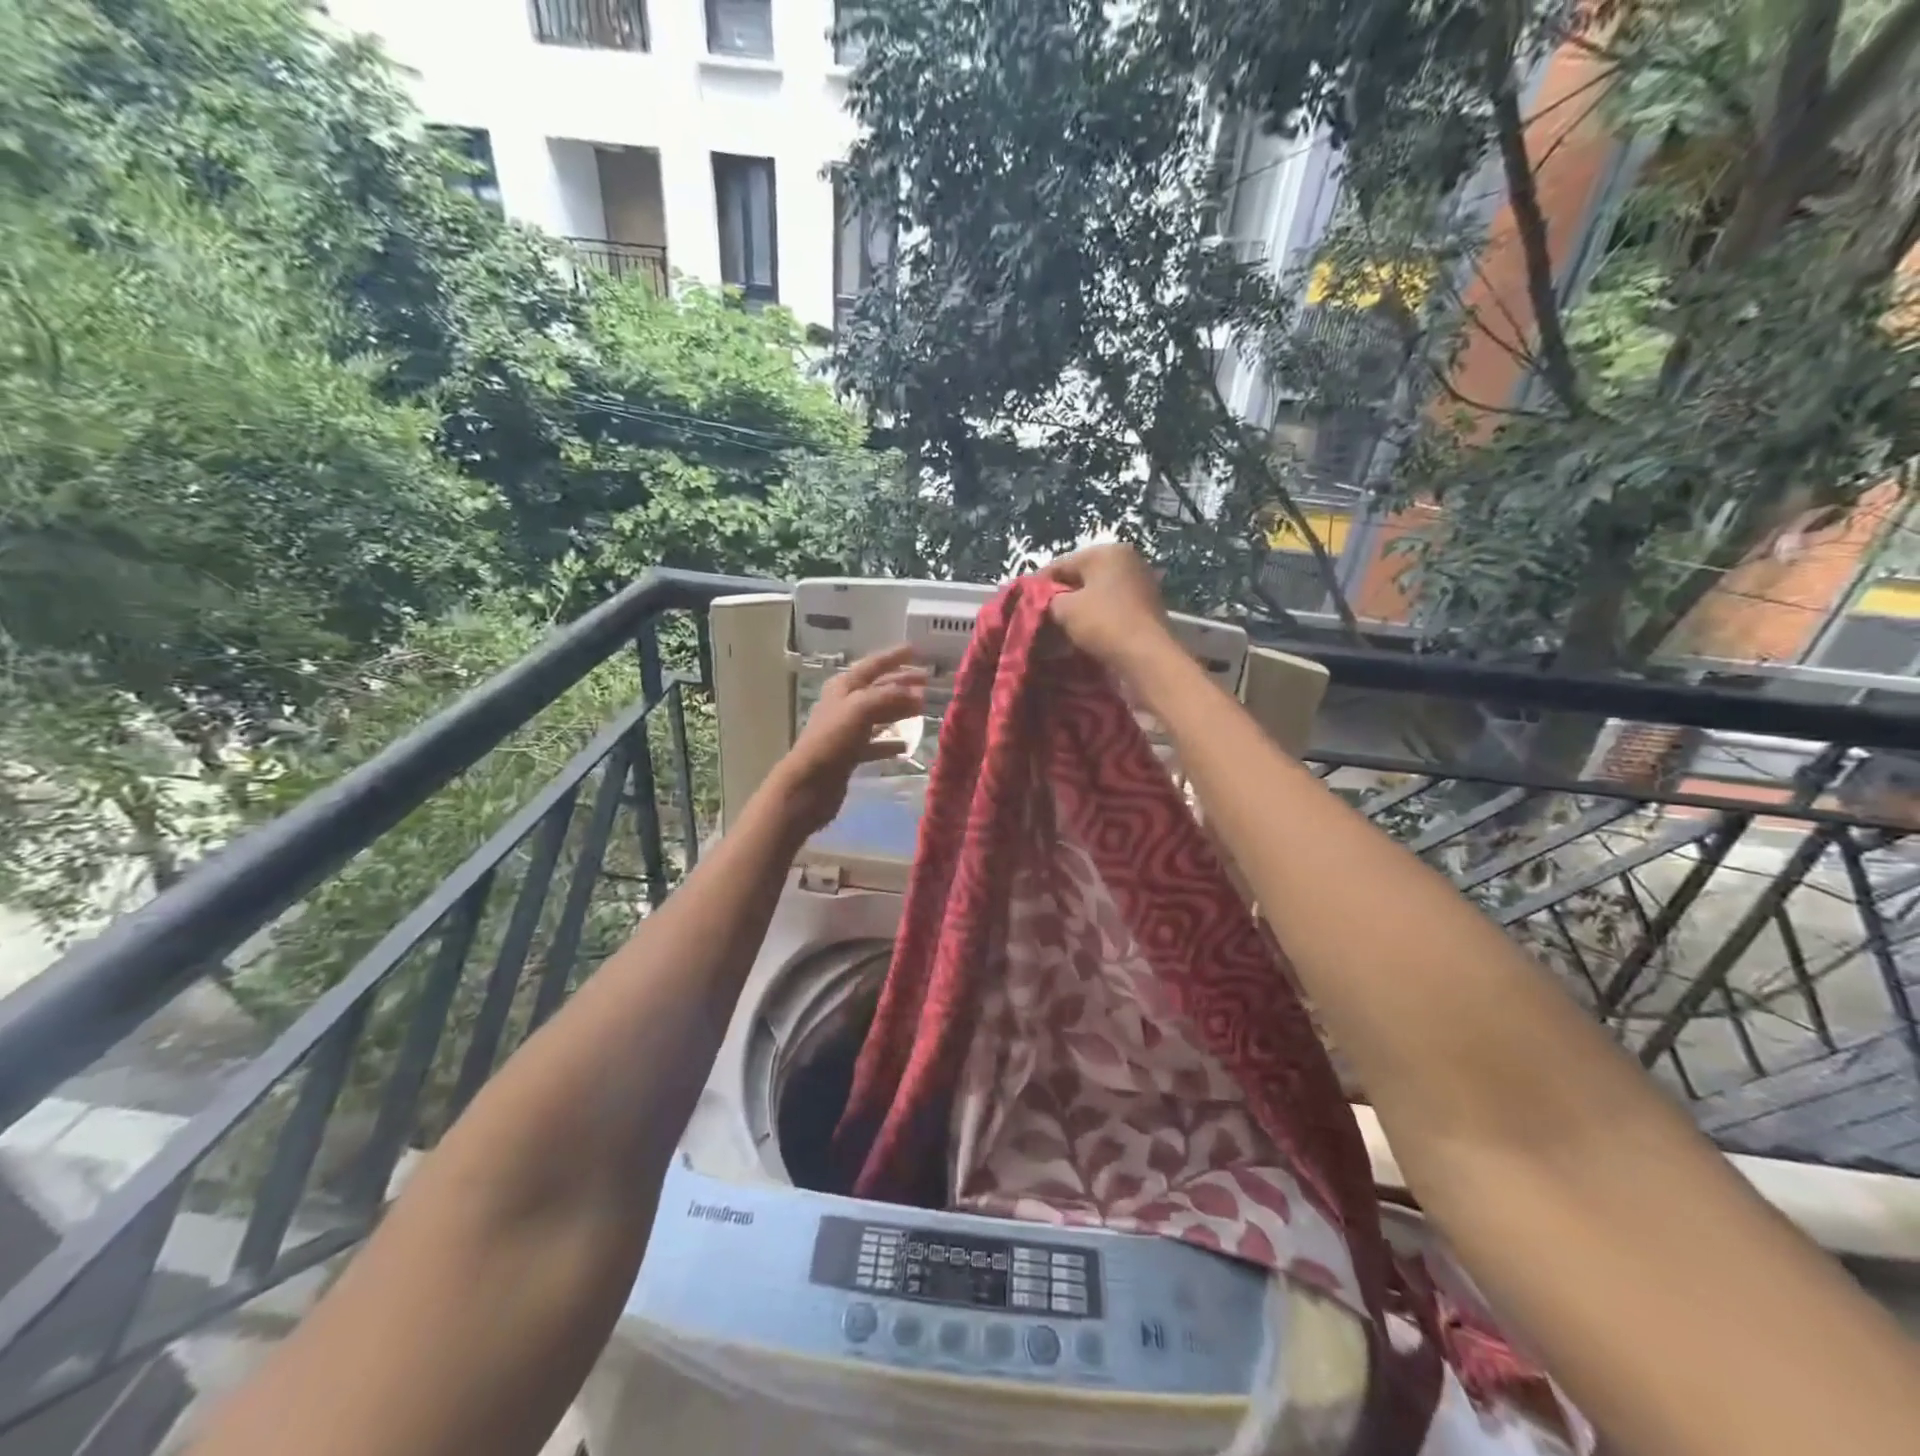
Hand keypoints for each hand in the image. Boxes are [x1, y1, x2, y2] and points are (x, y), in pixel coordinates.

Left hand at [767, 645, 928, 835]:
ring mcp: (847, 730)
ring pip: (879, 714)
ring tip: (923, 709)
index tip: (918, 650)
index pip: (873, 665)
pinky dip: (891, 741)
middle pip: (878, 689)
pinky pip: (875, 743)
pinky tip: (907, 744)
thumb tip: (917, 693)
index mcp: (843, 687)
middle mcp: (844, 704)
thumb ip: (889, 696)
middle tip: (928, 682)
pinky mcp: (850, 754)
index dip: (894, 656)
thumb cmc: (833, 741)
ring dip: (900, 710)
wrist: (809, 784)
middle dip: (902, 683)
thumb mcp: (860, 709)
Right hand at [1042, 543, 1173, 671]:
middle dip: (1059, 597)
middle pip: (1080, 578)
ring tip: (1057, 629)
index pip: (1061, 564)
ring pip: (1095, 594)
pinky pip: (1110, 608)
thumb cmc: (1103, 624)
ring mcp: (1140, 584)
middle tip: (1039, 618)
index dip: (1037, 584)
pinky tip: (1081, 634)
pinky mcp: (1145, 608)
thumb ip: (1046, 599)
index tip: (1021, 603)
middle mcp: (1127, 561)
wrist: (1146, 658)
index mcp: (1108, 552)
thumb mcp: (1064, 609)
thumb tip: (1039, 600)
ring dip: (1076, 610)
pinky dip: (1094, 618)